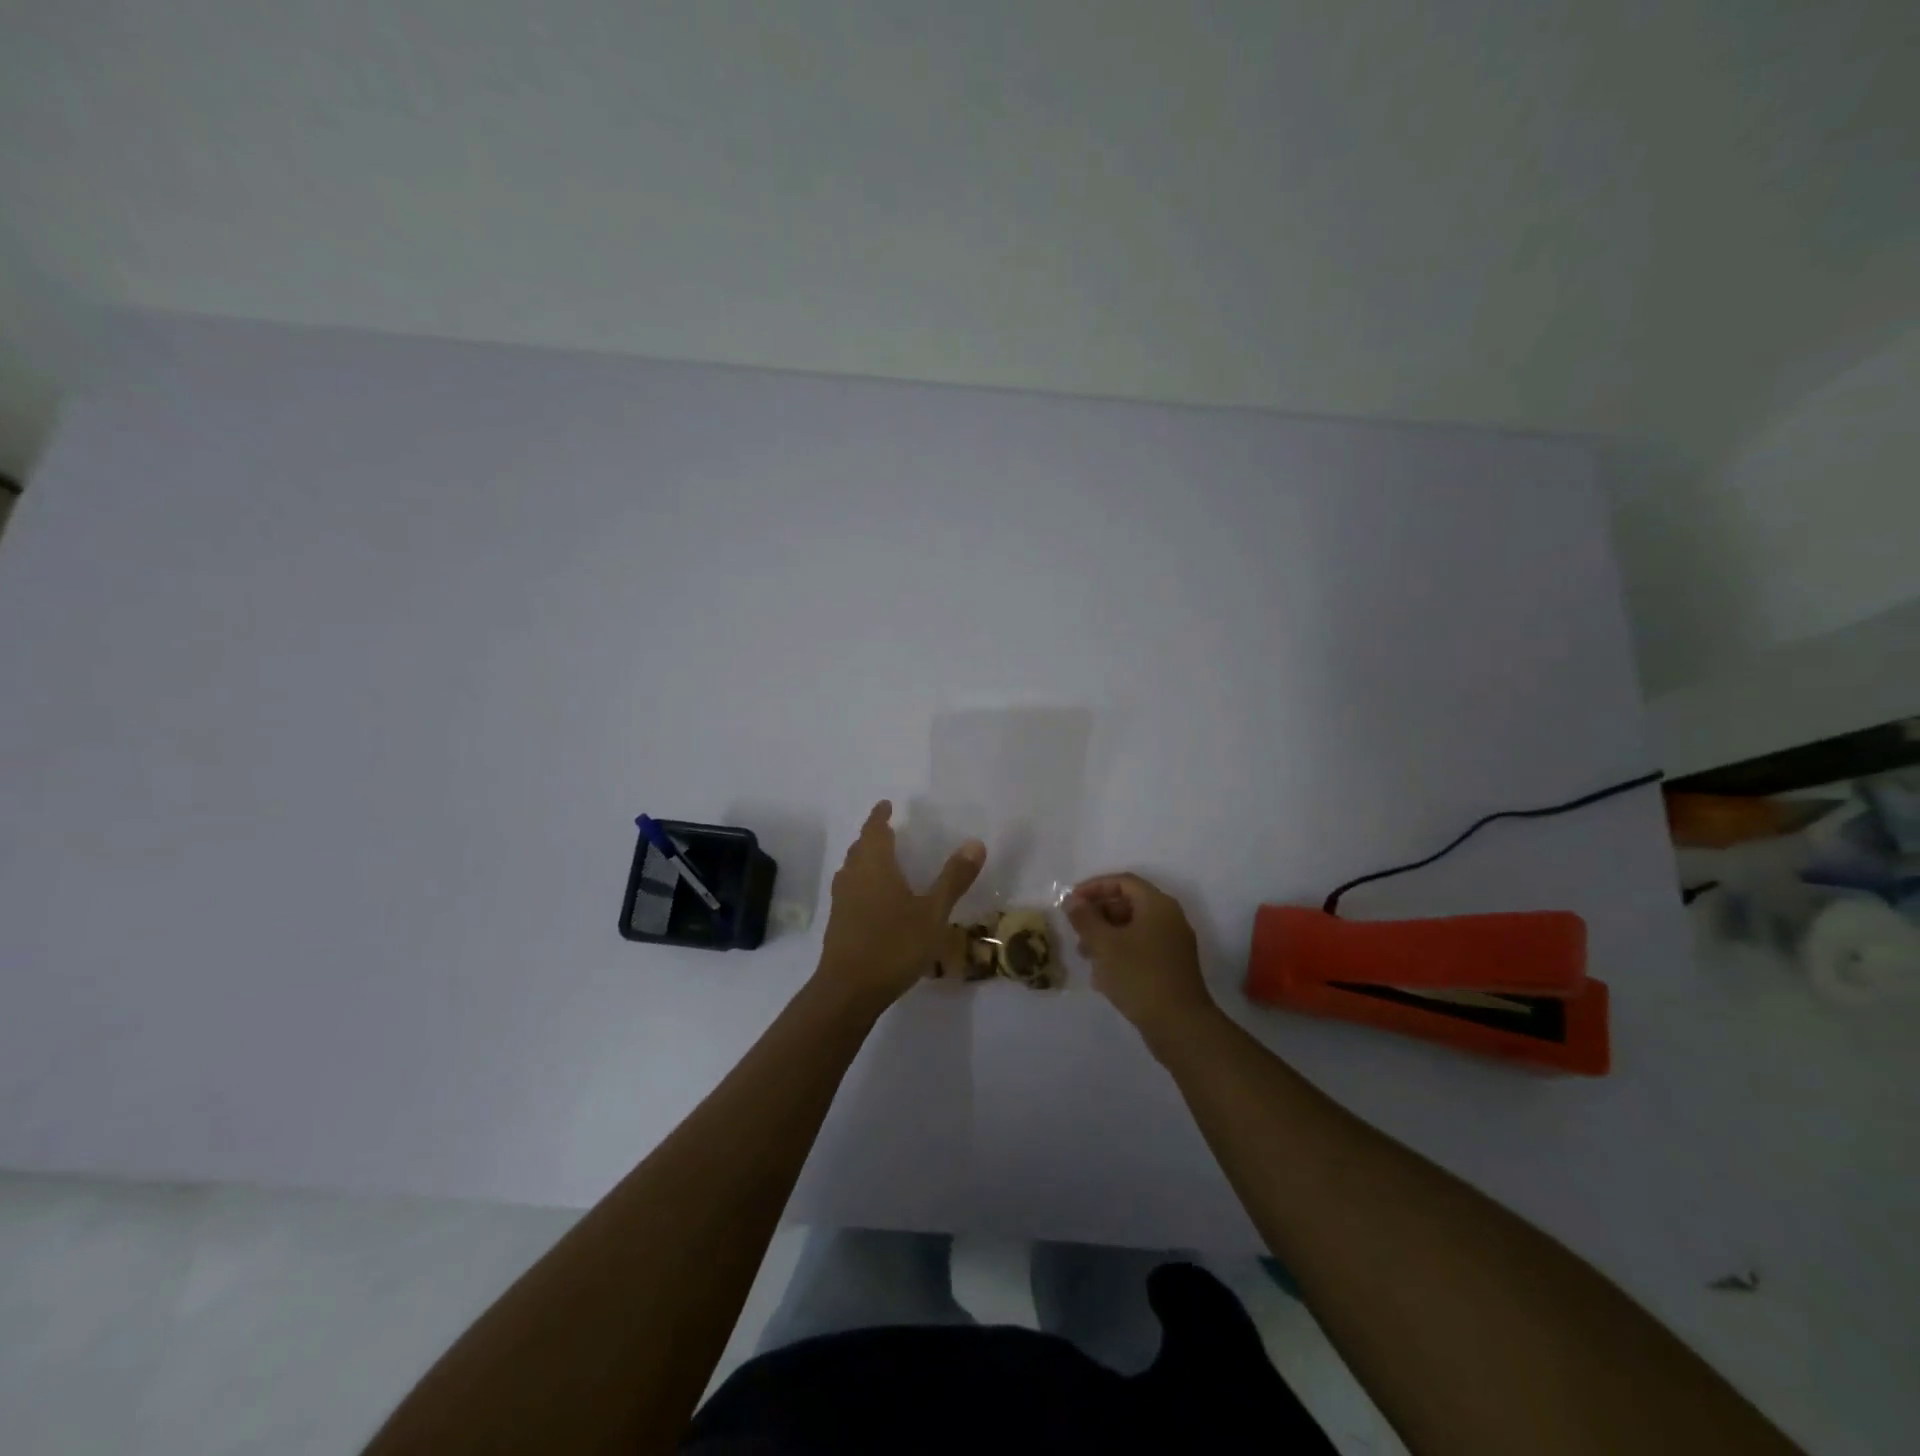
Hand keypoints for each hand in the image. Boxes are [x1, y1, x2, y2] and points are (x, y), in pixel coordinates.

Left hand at [816, 801, 985, 1013]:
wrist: (848, 990)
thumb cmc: (893, 945)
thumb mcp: (933, 913)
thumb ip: (953, 878)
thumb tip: (975, 842)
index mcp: (874, 866)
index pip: (874, 830)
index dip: (880, 816)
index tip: (886, 805)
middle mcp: (853, 876)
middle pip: (860, 848)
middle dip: (872, 836)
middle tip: (887, 831)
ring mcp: (841, 901)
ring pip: (851, 869)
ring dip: (864, 859)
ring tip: (882, 861)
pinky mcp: (837, 922)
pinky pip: (849, 889)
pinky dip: (861, 882)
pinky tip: (874, 899)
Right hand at [1066, 873, 1214, 1036]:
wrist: (1180, 1026)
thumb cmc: (1139, 976)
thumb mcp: (1104, 944)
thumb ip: (1085, 918)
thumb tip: (1073, 900)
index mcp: (1157, 905)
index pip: (1123, 882)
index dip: (1094, 887)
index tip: (1072, 901)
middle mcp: (1169, 919)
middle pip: (1128, 904)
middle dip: (1098, 914)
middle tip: (1076, 930)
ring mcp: (1173, 944)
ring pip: (1133, 929)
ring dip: (1106, 937)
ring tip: (1085, 955)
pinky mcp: (1171, 968)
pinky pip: (1141, 950)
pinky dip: (1120, 955)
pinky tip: (1102, 977)